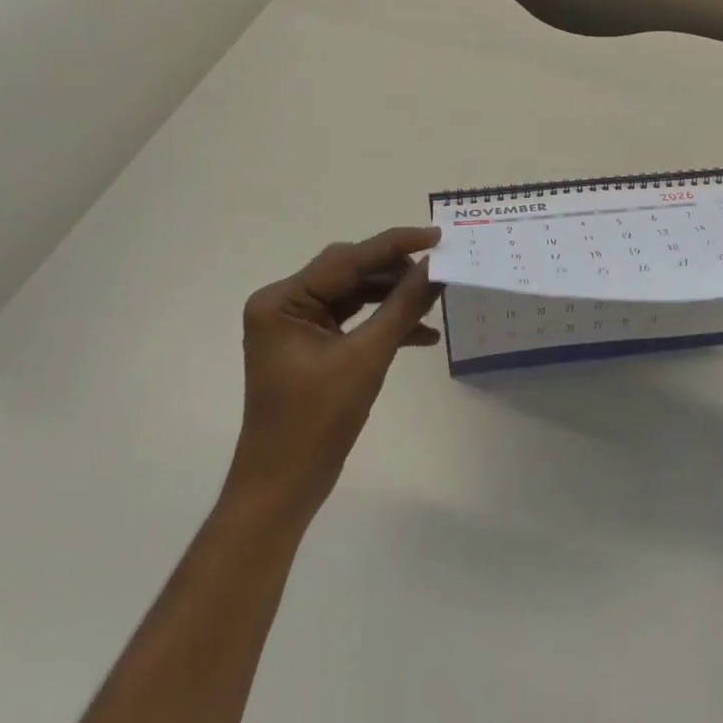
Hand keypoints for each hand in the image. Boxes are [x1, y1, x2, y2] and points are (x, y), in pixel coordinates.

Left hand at [229, 227, 441, 529]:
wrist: (283, 486)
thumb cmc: (317, 420)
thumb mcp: (367, 357)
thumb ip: (403, 306)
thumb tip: (436, 268)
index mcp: (282, 301)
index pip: (347, 259)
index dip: (395, 245)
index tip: (438, 236)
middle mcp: (285, 304)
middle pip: (350, 272)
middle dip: (395, 272)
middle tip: (439, 270)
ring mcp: (297, 326)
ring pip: (355, 294)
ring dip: (394, 298)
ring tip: (434, 300)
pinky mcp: (311, 346)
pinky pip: (354, 321)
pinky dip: (385, 324)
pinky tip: (423, 335)